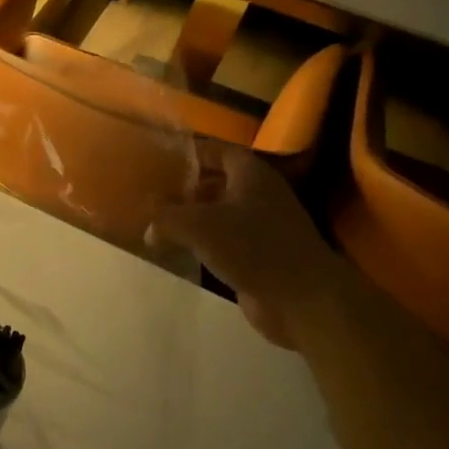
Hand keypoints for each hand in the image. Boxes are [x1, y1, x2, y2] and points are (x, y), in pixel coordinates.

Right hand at [154, 145, 344, 348]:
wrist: (300, 298)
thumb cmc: (252, 247)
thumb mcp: (198, 225)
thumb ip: (165, 218)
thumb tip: (148, 228)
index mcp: (250, 174)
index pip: (216, 151)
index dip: (188, 153)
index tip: (157, 160)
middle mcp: (257, 195)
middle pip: (216, 182)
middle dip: (185, 187)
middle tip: (151, 195)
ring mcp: (260, 227)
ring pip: (218, 214)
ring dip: (191, 219)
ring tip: (156, 224)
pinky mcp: (257, 256)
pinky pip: (222, 242)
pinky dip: (201, 244)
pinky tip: (178, 252)